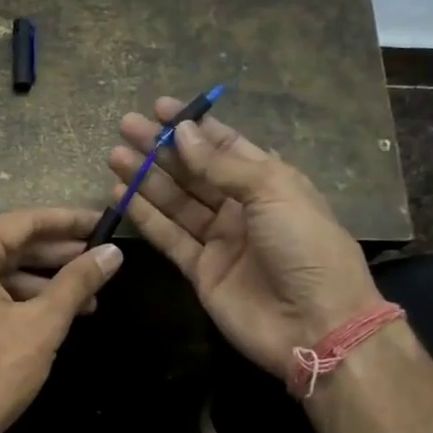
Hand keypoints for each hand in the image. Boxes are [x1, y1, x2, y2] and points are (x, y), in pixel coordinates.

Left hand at [0, 208, 122, 432]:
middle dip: (57, 256)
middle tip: (100, 259)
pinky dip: (18, 302)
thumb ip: (77, 282)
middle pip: (9, 247)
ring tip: (87, 298)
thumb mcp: (42, 325)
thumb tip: (112, 253)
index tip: (103, 223)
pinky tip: (51, 317)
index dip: (68, 222)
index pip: (23, 222)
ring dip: (42, 284)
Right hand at [109, 98, 378, 381]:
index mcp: (270, 182)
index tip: (161, 108)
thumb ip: (223, 165)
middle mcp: (242, 208)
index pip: (225, 146)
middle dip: (161, 149)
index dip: (194, 127)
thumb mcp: (273, 192)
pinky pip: (169, 238)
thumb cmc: (306, 247)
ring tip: (115, 155)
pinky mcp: (201, 271)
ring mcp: (220, 241)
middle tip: (126, 126)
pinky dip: (146, 217)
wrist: (316, 323)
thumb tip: (183, 133)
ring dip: (146, 179)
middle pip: (194, 171)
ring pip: (176, 202)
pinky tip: (121, 194)